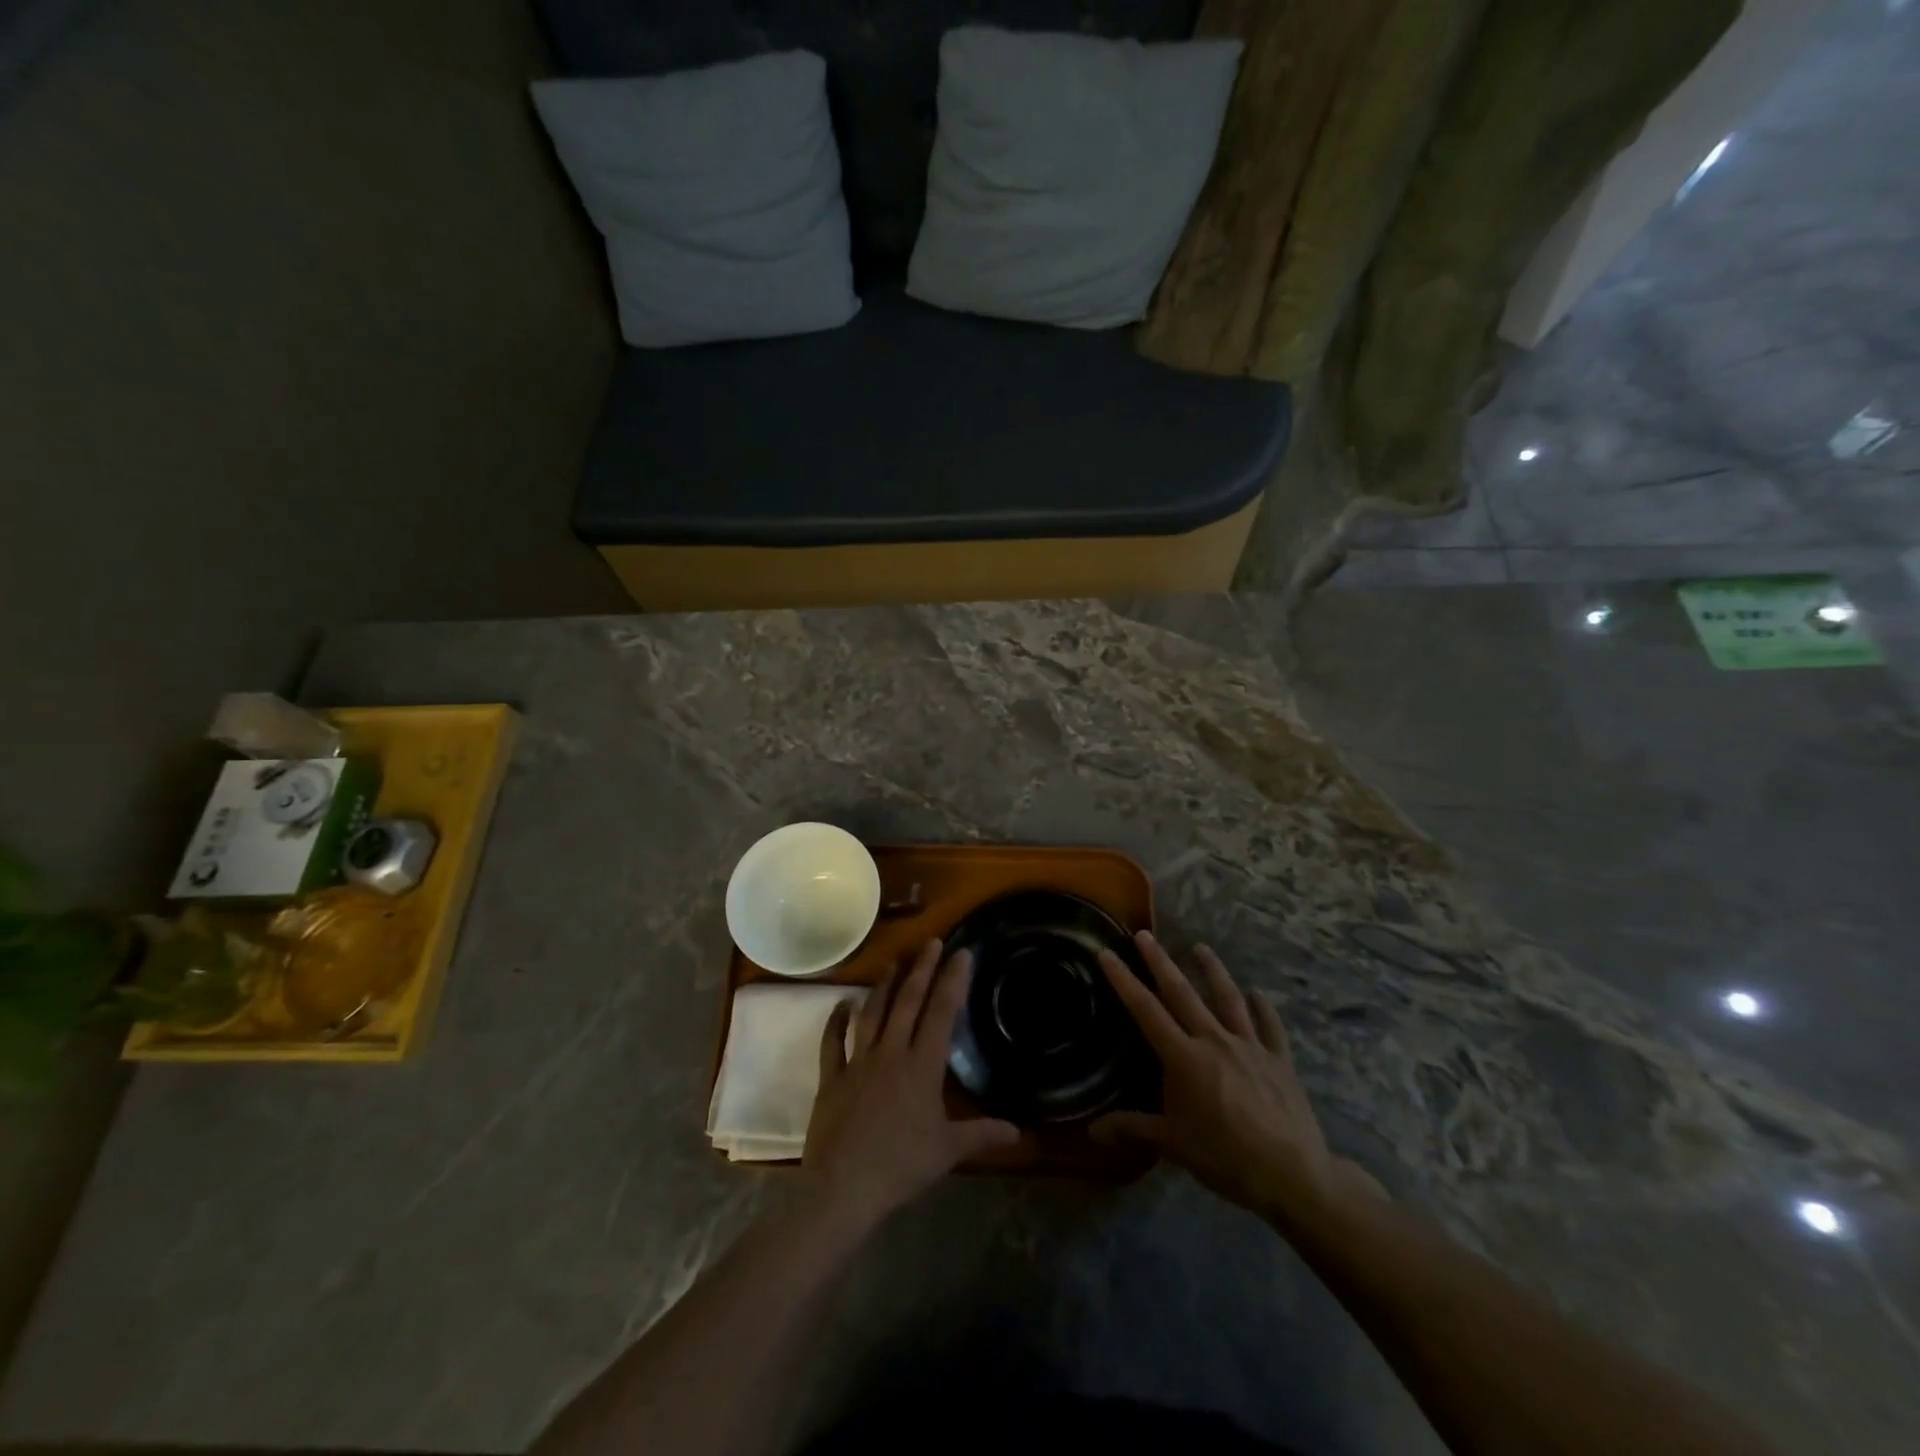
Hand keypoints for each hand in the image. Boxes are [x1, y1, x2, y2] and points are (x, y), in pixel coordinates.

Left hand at [803, 939, 1020, 1228]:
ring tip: (894, 962)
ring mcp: (858, 1062)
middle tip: (931, 942)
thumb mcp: (948, 1151)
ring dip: (884, 986)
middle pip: (907, 1002)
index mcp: (921, 1067)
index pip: (941, 1013)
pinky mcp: (832, 1078)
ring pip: (872, 1013)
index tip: (961, 953)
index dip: (952, 980)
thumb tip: (1019, 1131)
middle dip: (921, 969)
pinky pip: (833, 1043)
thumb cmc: (900, 1167)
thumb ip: (982, 1134)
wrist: (843, 1187)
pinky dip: (836, 1021)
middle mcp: (890, 1053)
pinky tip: (841, 1004)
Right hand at [1092, 931, 1384, 1219]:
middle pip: (1182, 993)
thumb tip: (1092, 1131)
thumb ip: (1132, 1128)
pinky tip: (1258, 994)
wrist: (1292, 1174)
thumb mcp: (1173, 1144)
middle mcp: (1214, 1040)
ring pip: (1228, 999)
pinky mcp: (1279, 1059)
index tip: (1107, 953)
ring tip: (1200, 947)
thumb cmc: (1225, 1158)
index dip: (1124, 980)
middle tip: (1145, 935)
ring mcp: (1250, 1046)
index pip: (1145, 1011)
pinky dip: (1263, 1009)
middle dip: (1160, 961)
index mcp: (1184, 1058)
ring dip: (1212, 971)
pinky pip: (1270, 1027)